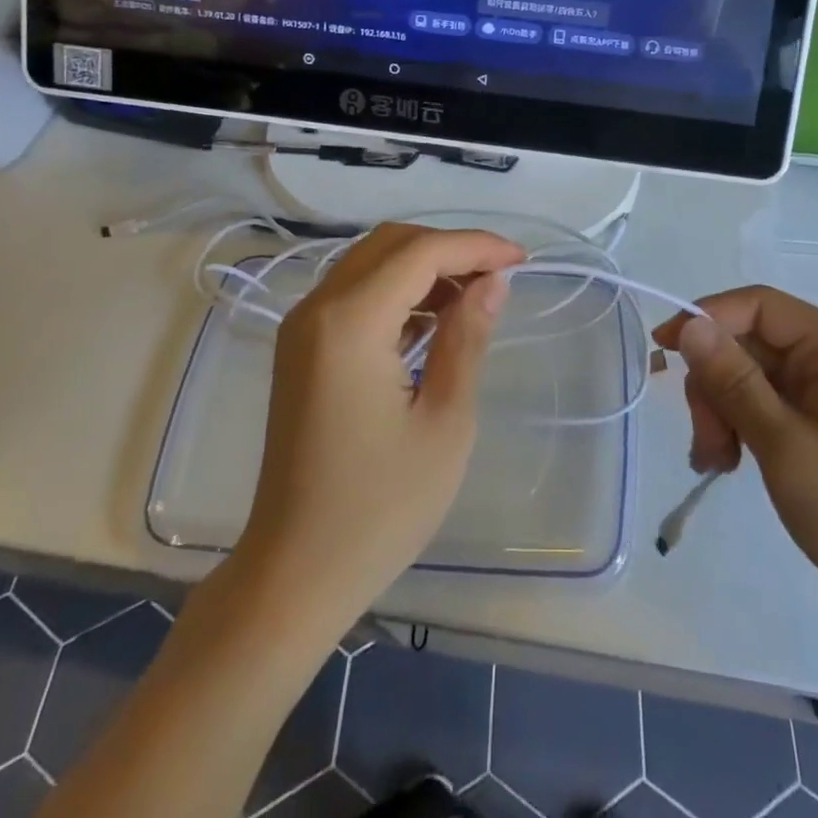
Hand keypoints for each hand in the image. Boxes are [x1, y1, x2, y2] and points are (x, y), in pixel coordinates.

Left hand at [236, 222, 524, 627]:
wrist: (295, 573)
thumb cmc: (380, 507)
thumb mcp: (445, 421)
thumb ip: (467, 338)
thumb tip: (492, 281)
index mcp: (349, 323)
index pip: (420, 253)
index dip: (475, 246)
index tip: (522, 261)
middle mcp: (317, 308)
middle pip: (391, 244)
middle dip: (450, 249)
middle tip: (498, 278)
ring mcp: (302, 327)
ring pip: (371, 263)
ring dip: (423, 267)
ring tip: (473, 298)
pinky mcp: (301, 348)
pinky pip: (354, 293)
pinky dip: (397, 291)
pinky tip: (432, 323)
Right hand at [654, 287, 817, 644]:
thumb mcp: (785, 445)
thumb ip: (733, 381)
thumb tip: (689, 325)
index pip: (760, 305)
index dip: (708, 318)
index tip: (664, 349)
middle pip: (750, 343)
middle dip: (715, 385)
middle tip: (704, 441)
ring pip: (749, 376)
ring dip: (721, 411)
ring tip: (714, 462)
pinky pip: (763, 405)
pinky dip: (738, 427)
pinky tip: (726, 462)